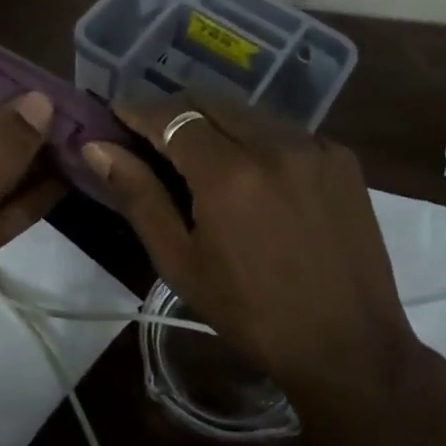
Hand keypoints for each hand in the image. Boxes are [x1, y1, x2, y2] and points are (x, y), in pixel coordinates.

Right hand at [82, 95, 441, 430]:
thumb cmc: (250, 313)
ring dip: (215, 121)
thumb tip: (97, 148)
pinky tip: (251, 172)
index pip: (171, 116)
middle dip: (174, 111)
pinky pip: (284, 129)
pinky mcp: (341, 156)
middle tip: (151, 137)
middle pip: (210, 101)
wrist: (348, 344)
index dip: (138, 111)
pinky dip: (255, 137)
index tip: (115, 116)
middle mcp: (275, 144)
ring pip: (248, 111)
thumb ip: (138, 196)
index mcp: (229, 174)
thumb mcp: (181, 262)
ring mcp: (315, 145)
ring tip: (198, 155)